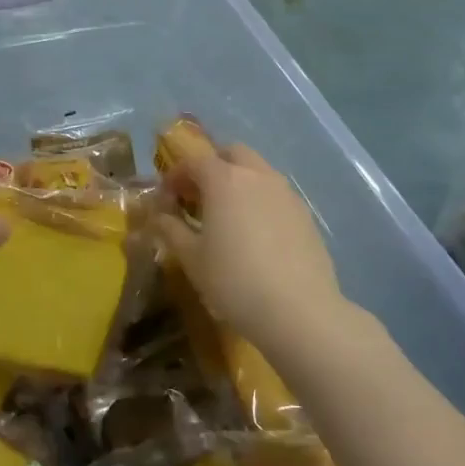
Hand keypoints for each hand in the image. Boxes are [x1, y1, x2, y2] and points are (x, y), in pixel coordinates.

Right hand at [154, 144, 342, 344]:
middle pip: (232, 153)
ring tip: (227, 215)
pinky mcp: (305, 215)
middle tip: (198, 196)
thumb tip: (159, 216)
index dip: (176, 174)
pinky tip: (255, 234)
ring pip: (258, 171)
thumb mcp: (192, 258)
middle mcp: (258, 176)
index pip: (195, 161)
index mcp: (225, 180)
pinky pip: (276, 195)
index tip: (166, 196)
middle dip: (212, 166)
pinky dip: (260, 201)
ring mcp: (286, 193)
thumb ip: (172, 230)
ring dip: (239, 182)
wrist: (299, 311)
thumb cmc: (234, 280)